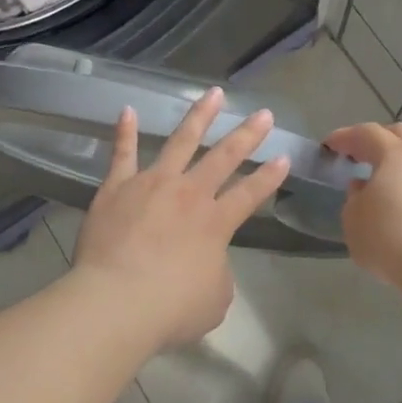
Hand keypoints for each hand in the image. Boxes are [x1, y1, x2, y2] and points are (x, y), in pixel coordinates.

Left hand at [71, 89, 290, 348]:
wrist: (117, 301)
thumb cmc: (171, 308)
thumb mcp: (214, 300)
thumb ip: (217, 274)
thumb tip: (208, 263)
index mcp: (216, 222)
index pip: (251, 193)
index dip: (270, 176)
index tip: (284, 157)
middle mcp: (189, 194)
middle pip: (224, 157)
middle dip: (247, 135)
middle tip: (263, 113)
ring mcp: (152, 184)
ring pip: (181, 141)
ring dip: (199, 116)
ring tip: (214, 94)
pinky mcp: (117, 187)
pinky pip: (121, 154)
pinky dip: (124, 131)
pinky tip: (127, 110)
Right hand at [323, 122, 401, 289]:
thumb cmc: (390, 240)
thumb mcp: (353, 220)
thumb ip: (354, 198)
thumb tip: (364, 187)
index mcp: (396, 155)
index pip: (366, 133)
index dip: (345, 137)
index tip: (330, 146)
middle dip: (379, 140)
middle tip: (362, 155)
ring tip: (391, 185)